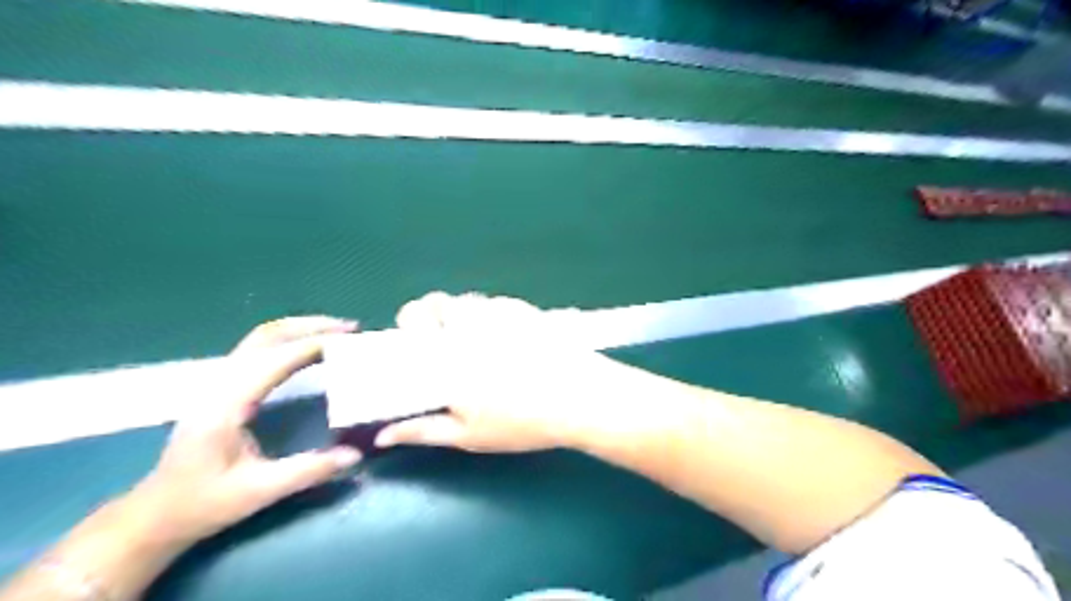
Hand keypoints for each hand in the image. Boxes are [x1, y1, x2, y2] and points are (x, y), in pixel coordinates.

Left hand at [127, 319, 360, 548]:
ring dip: (300, 329)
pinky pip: (259, 350)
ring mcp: (218, 383)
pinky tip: (310, 350)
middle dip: (310, 326)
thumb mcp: (258, 492)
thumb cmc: (200, 504)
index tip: (350, 343)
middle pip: (267, 335)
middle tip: (349, 328)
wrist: (153, 515)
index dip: (314, 345)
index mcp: (227, 404)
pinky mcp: (223, 388)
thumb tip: (355, 455)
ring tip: (336, 332)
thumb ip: (309, 470)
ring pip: (261, 338)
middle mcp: (220, 384)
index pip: (275, 359)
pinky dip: (289, 341)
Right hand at [375, 294, 629, 453]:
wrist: (580, 398)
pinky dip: (492, 315)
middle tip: (447, 344)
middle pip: (438, 301)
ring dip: (464, 316)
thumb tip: (384, 435)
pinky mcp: (524, 308)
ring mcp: (499, 311)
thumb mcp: (469, 435)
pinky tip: (509, 339)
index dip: (409, 323)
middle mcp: (468, 323)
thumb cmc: (521, 421)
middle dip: (434, 317)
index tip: (415, 341)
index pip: (412, 317)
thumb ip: (422, 431)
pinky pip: (496, 304)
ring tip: (480, 343)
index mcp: (446, 352)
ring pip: (468, 301)